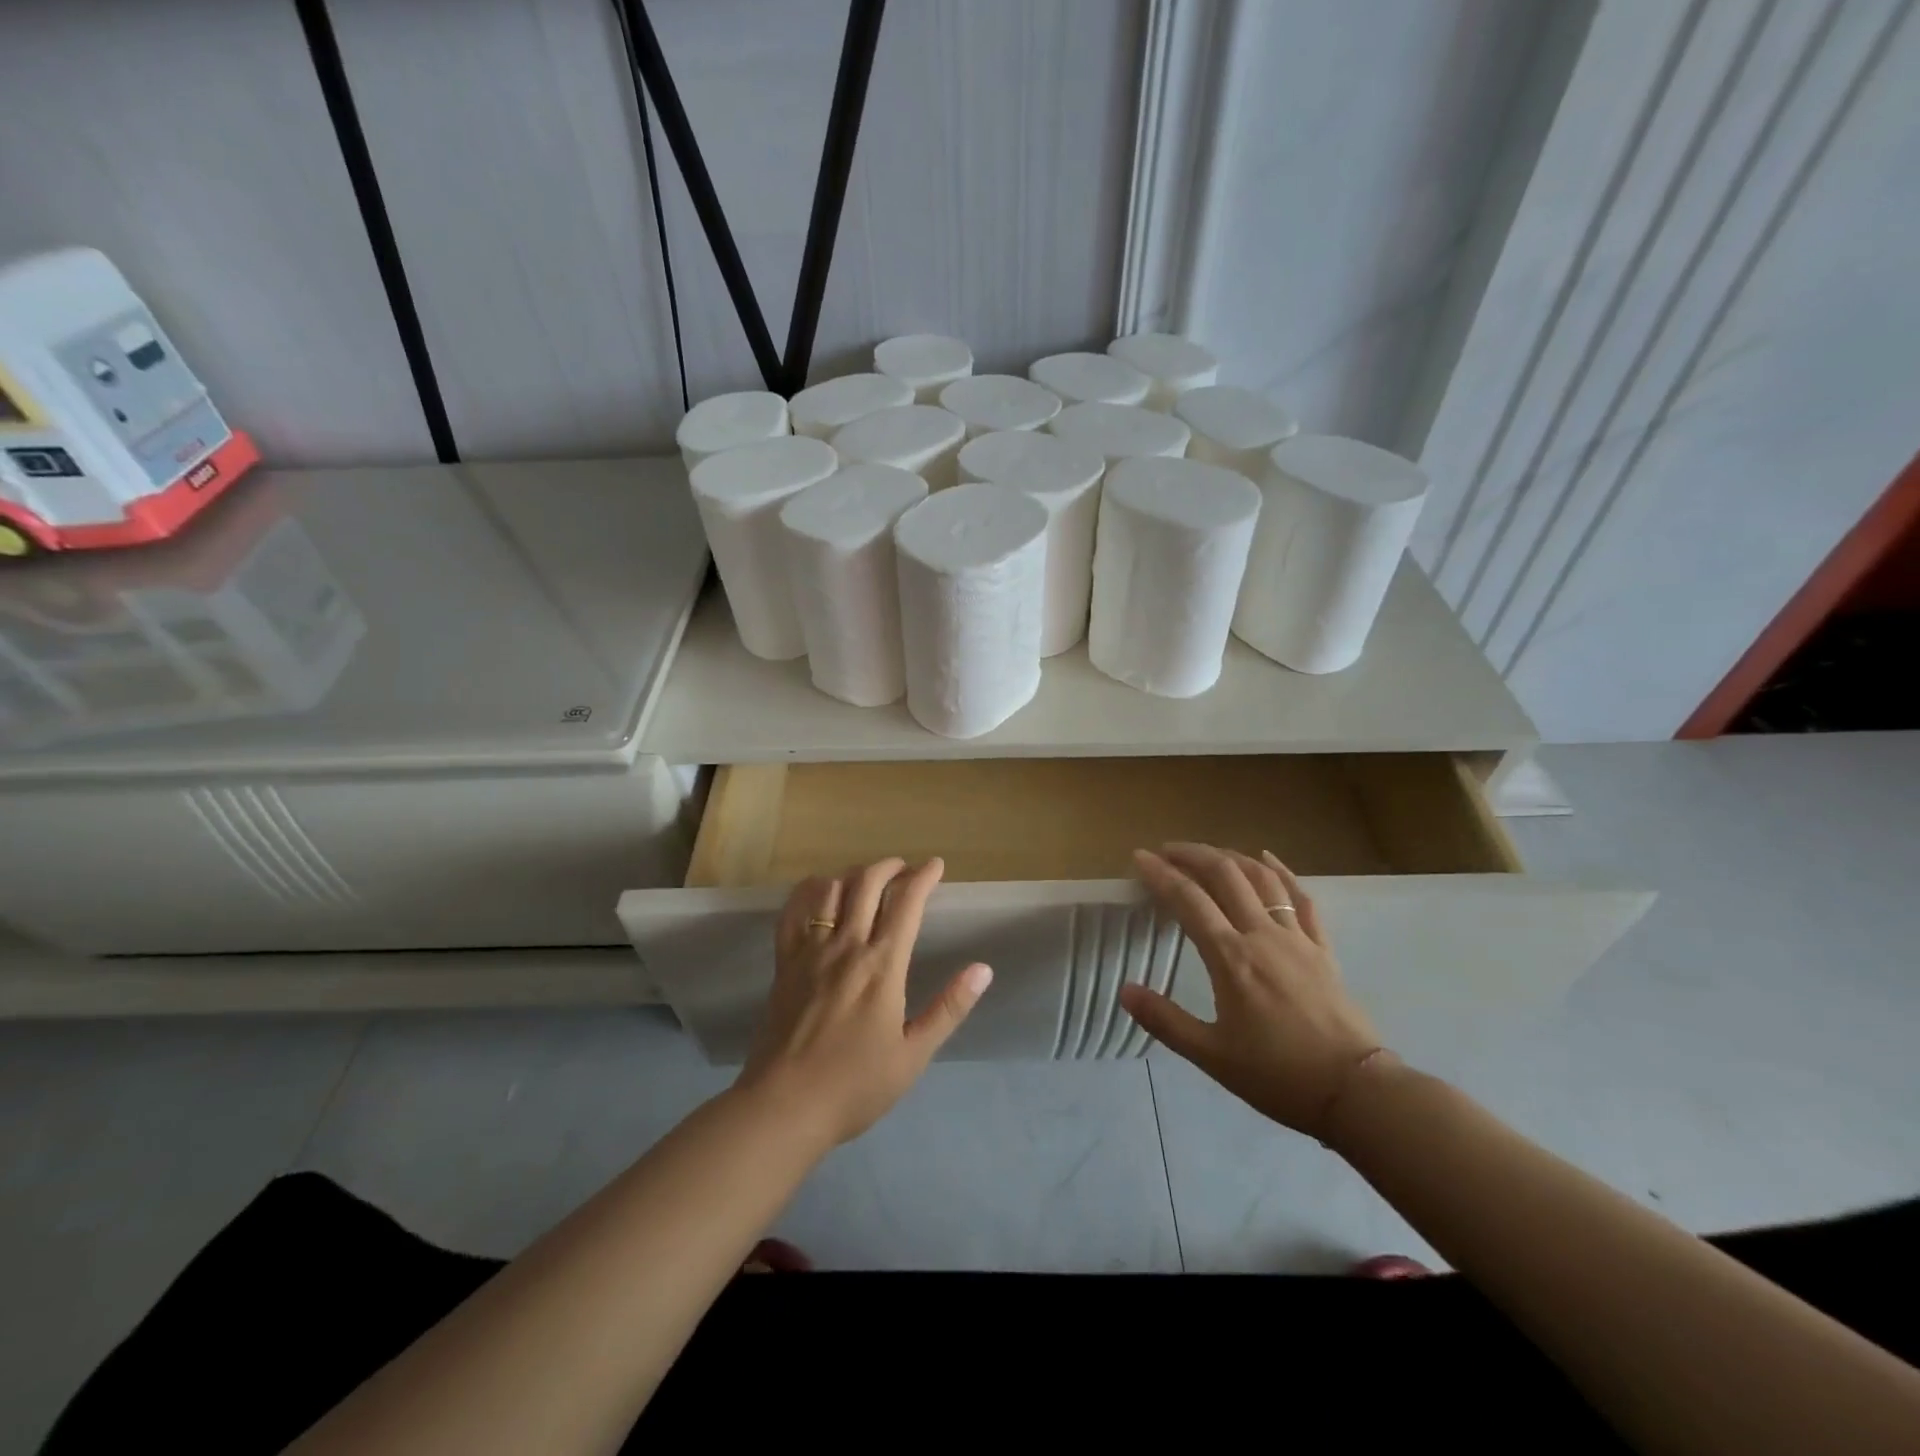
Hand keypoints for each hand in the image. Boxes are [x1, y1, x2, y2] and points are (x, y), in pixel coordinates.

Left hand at [737, 857, 992, 1148]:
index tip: (935, 865)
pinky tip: (819, 891)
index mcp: (882, 967)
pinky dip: (808, 892)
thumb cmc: (855, 1085)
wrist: (785, 1106)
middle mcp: (846, 947)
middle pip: (867, 884)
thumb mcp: (913, 1054)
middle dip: (889, 866)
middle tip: (904, 869)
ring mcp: (810, 952)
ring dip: (853, 875)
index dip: (923, 877)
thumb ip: (949, 1008)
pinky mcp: (784, 963)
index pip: (906, 904)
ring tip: (867, 879)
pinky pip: (793, 913)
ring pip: (830, 890)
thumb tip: (983, 970)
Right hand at [1118, 842, 1382, 1139]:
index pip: (1188, 900)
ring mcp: (1296, 938)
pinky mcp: (1322, 948)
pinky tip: (1268, 859)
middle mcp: (1261, 935)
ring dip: (1231, 857)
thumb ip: (1165, 1020)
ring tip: (1208, 853)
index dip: (1161, 874)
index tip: (1140, 857)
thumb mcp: (1211, 1055)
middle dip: (1193, 855)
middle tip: (1168, 850)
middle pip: (1225, 875)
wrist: (1355, 1091)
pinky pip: (1301, 898)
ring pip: (1262, 879)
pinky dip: (1282, 872)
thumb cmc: (1277, 1075)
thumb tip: (1124, 990)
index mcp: (1230, 957)